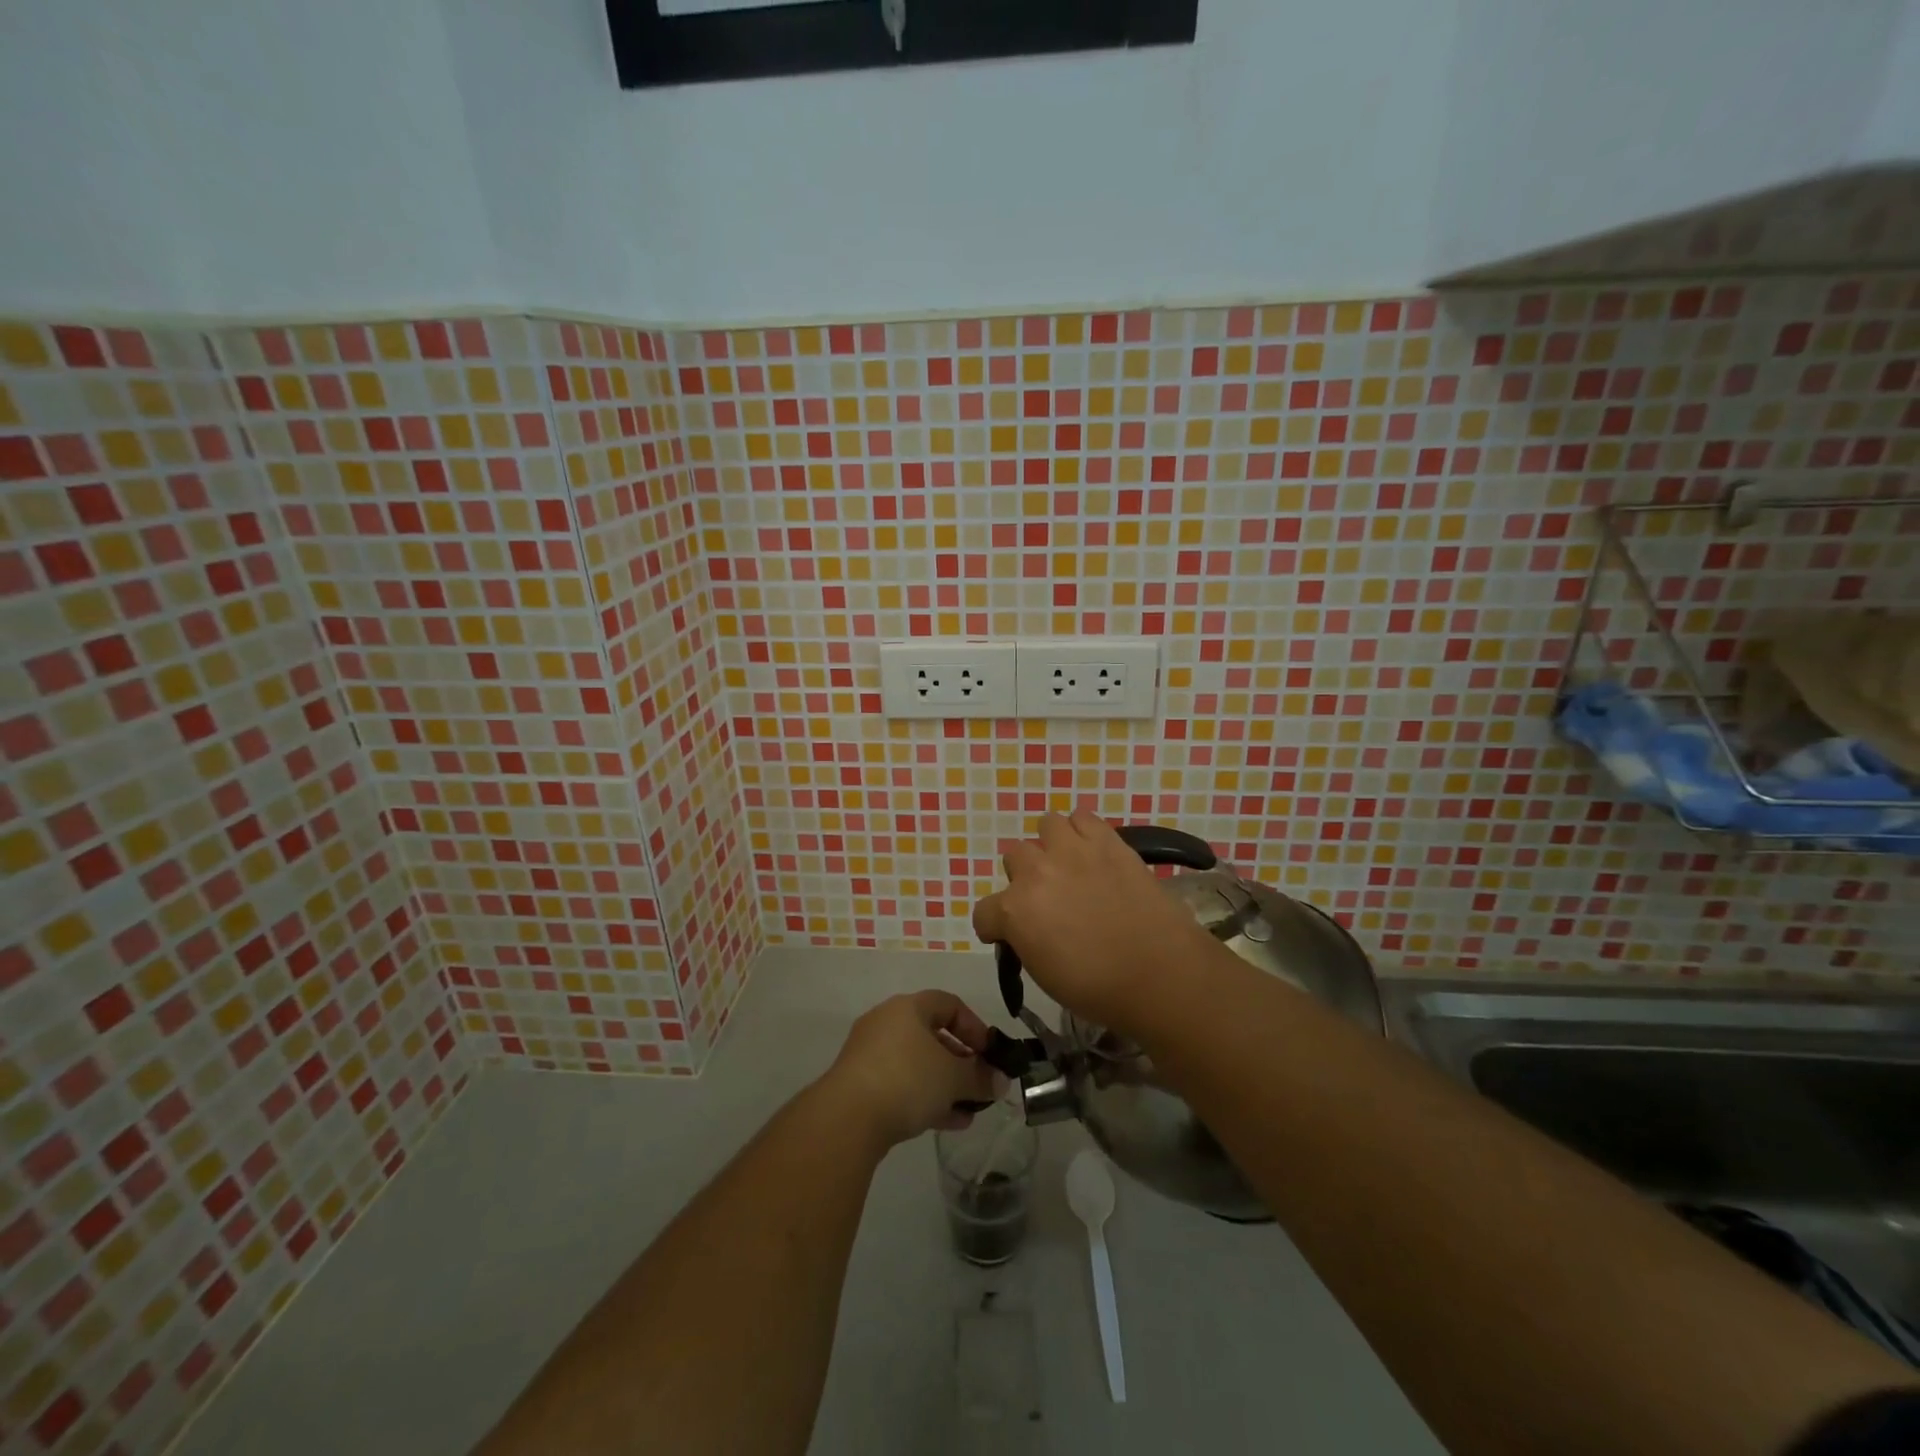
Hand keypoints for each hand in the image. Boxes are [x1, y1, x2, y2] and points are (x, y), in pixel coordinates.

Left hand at [818, 991, 1000, 1148]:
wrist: (847, 1118)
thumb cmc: (907, 1080)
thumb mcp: (954, 1078)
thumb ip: (981, 1077)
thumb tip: (1001, 1081)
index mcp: (908, 1007)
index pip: (949, 1004)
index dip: (975, 1026)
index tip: (990, 1053)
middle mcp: (886, 1022)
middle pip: (932, 1035)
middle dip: (961, 1061)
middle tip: (980, 1083)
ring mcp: (869, 1054)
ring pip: (917, 1063)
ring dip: (944, 1084)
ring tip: (968, 1110)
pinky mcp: (859, 1084)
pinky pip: (900, 1084)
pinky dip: (924, 1097)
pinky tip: (947, 1122)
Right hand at [971, 810, 1215, 1037]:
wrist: (1160, 974)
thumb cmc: (1099, 989)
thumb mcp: (1044, 974)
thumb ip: (1025, 940)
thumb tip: (1028, 928)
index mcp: (1015, 911)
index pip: (984, 912)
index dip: (995, 927)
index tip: (1010, 937)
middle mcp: (1036, 872)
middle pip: (1014, 857)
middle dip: (1025, 877)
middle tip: (1048, 898)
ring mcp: (1072, 850)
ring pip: (1046, 825)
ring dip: (1052, 845)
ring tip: (1069, 865)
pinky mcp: (1107, 841)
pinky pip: (1083, 817)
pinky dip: (1083, 831)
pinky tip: (1093, 852)